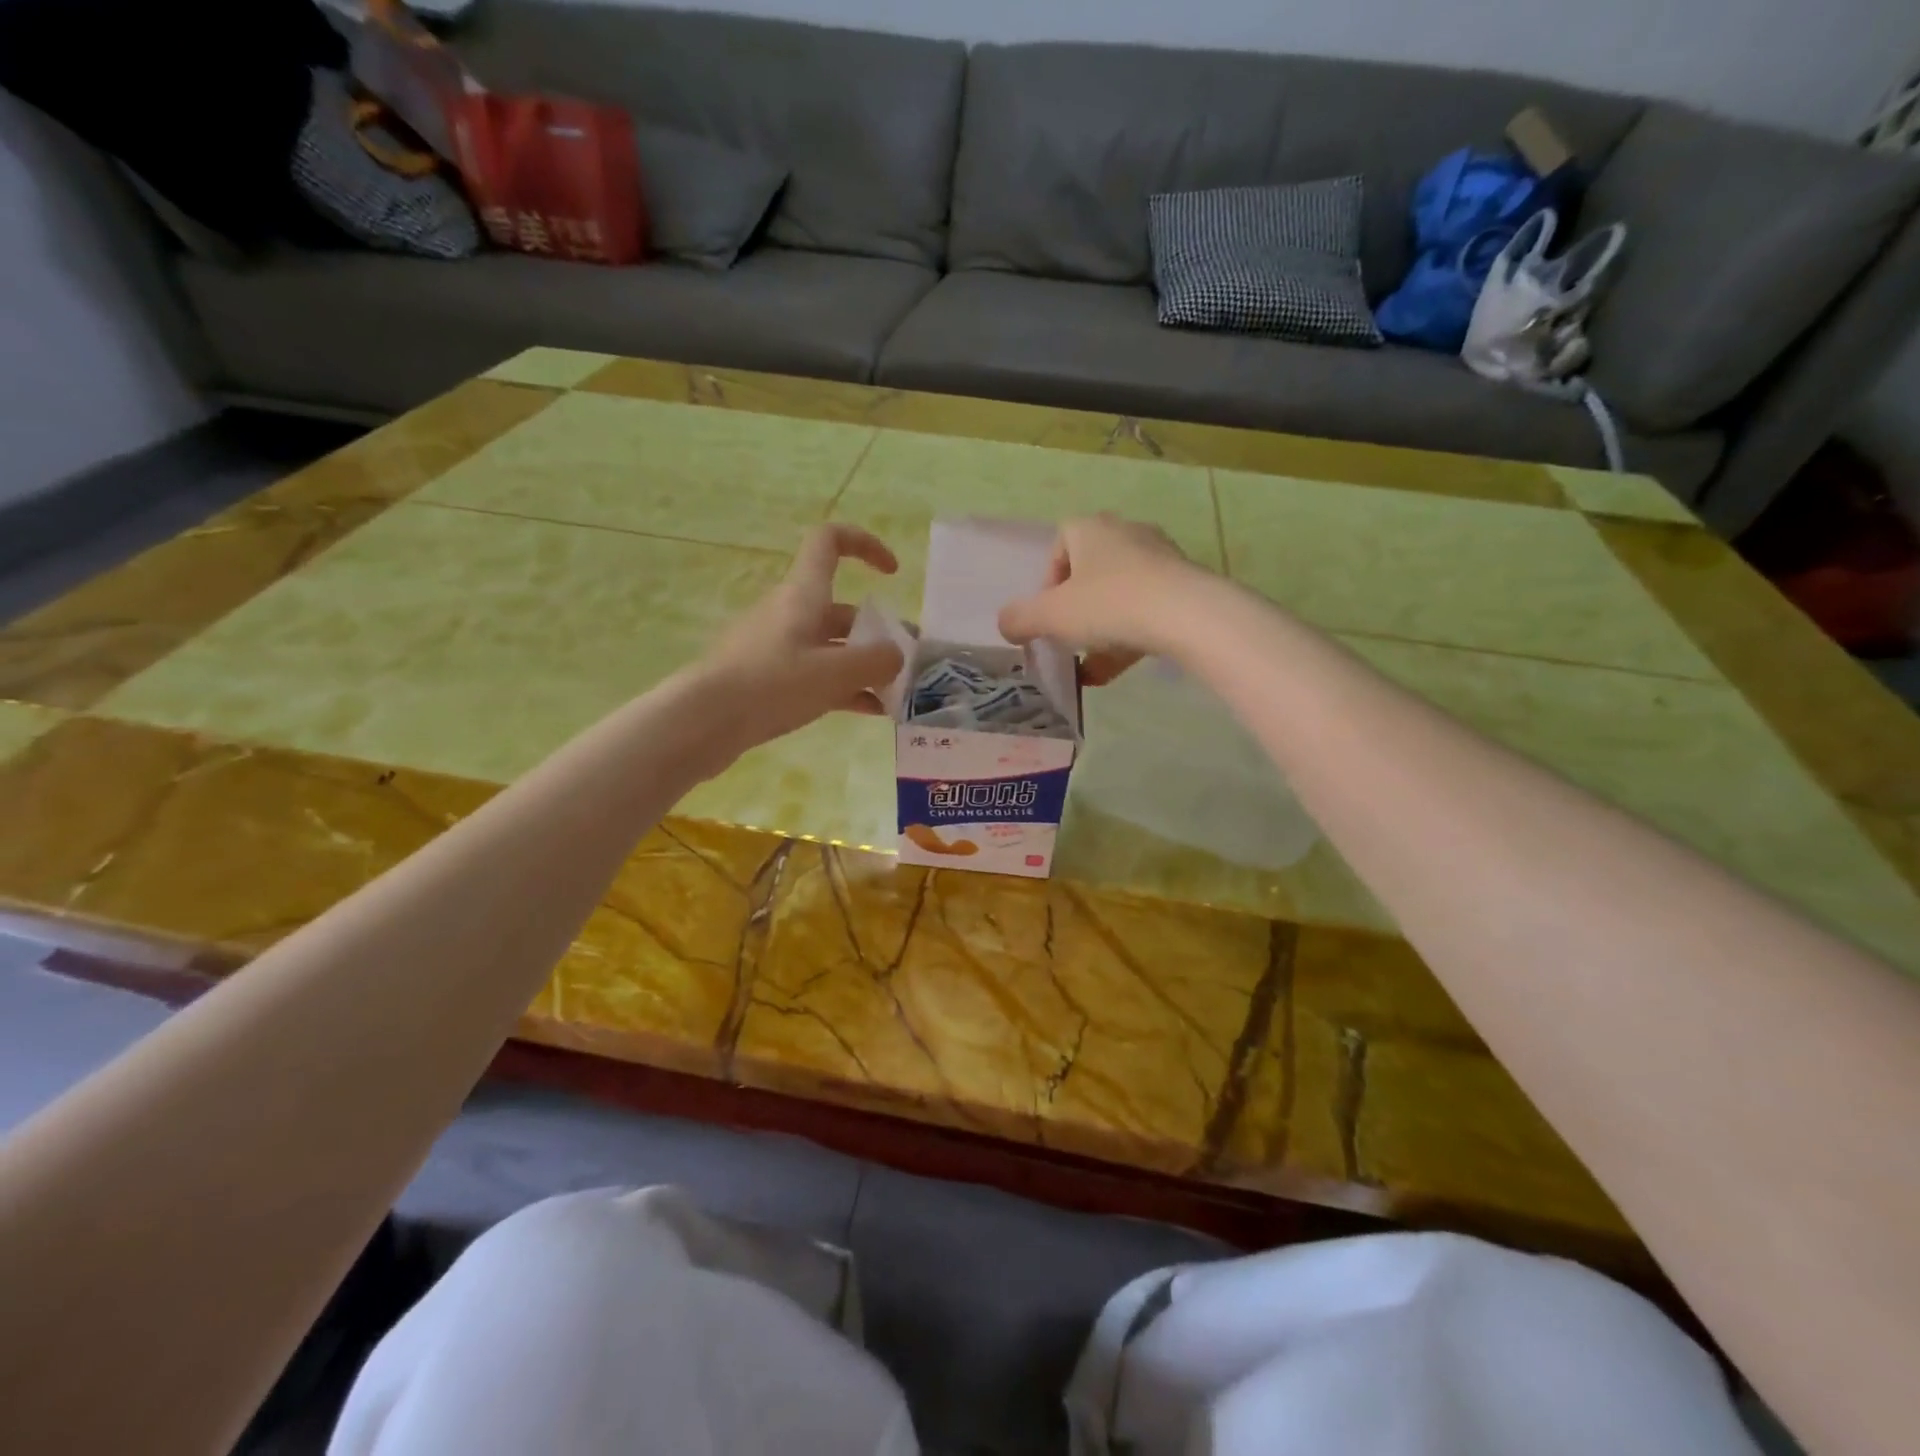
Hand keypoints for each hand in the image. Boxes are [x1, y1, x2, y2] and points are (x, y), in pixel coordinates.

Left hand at [697, 524, 904, 750]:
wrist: (705, 720)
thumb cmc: (772, 683)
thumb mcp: (835, 672)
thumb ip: (876, 661)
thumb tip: (896, 656)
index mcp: (804, 594)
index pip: (830, 541)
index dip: (864, 545)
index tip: (892, 573)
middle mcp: (790, 612)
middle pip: (842, 609)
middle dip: (878, 632)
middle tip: (907, 663)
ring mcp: (778, 646)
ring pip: (831, 647)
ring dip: (864, 665)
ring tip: (895, 693)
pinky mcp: (770, 678)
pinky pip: (817, 675)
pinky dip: (845, 688)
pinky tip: (870, 712)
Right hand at [998, 515, 1203, 684]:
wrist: (1187, 616)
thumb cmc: (1108, 605)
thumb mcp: (1050, 617)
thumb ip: (1019, 619)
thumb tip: (1006, 624)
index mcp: (1091, 529)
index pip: (1060, 543)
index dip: (1048, 580)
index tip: (1048, 613)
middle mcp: (1126, 534)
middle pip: (1091, 570)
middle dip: (1076, 607)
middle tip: (1069, 636)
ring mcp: (1160, 558)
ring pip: (1120, 594)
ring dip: (1102, 628)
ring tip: (1091, 665)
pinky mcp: (1184, 586)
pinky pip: (1147, 611)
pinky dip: (1129, 638)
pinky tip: (1114, 672)